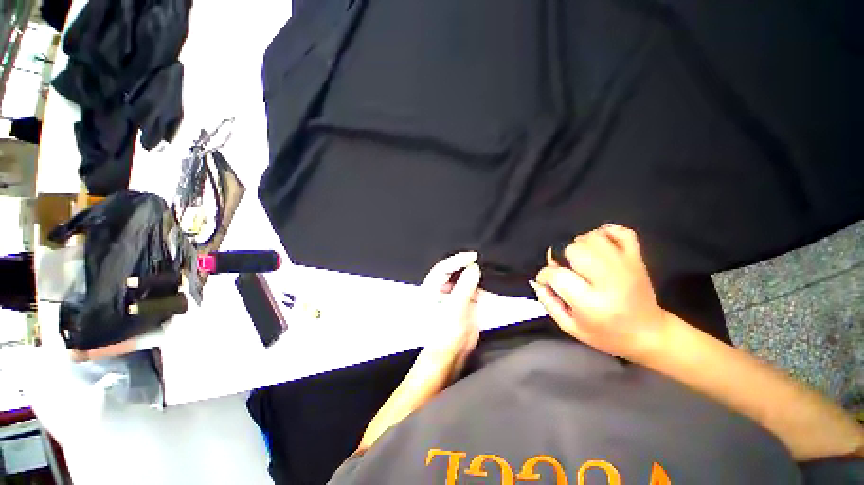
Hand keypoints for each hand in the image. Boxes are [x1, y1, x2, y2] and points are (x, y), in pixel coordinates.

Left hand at [420, 251, 481, 377]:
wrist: (451, 356)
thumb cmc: (445, 333)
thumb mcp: (454, 308)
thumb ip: (464, 286)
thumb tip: (474, 268)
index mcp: (431, 289)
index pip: (443, 268)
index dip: (457, 260)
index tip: (473, 256)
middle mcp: (441, 289)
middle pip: (455, 272)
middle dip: (468, 266)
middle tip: (483, 260)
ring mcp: (454, 296)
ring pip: (466, 280)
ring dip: (478, 277)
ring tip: (490, 270)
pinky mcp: (465, 303)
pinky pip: (475, 291)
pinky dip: (483, 288)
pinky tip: (493, 285)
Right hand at [530, 224, 670, 360]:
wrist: (650, 334)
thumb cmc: (606, 335)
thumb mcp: (570, 328)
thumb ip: (549, 303)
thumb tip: (537, 282)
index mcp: (592, 304)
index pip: (557, 275)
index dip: (545, 275)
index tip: (546, 282)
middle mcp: (610, 281)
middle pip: (573, 249)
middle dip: (560, 257)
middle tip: (564, 269)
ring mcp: (626, 265)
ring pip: (592, 238)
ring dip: (578, 245)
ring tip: (578, 260)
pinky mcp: (637, 258)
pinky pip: (620, 232)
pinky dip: (604, 232)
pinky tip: (596, 244)